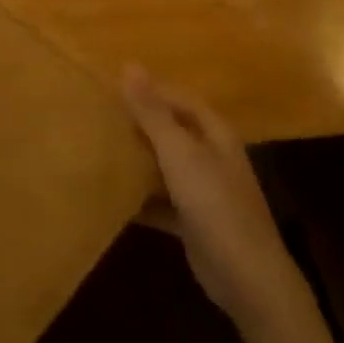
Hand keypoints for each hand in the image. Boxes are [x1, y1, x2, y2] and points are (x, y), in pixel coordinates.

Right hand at [123, 65, 306, 332]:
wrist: (246, 277)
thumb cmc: (214, 204)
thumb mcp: (178, 152)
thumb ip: (152, 112)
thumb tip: (129, 65)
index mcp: (215, 134)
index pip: (179, 99)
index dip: (149, 90)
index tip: (110, 86)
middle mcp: (211, 158)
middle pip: (171, 131)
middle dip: (139, 123)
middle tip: (98, 115)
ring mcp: (204, 192)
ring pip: (164, 166)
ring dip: (137, 160)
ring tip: (97, 148)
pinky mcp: (192, 222)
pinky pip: (160, 201)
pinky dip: (139, 199)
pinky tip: (110, 196)